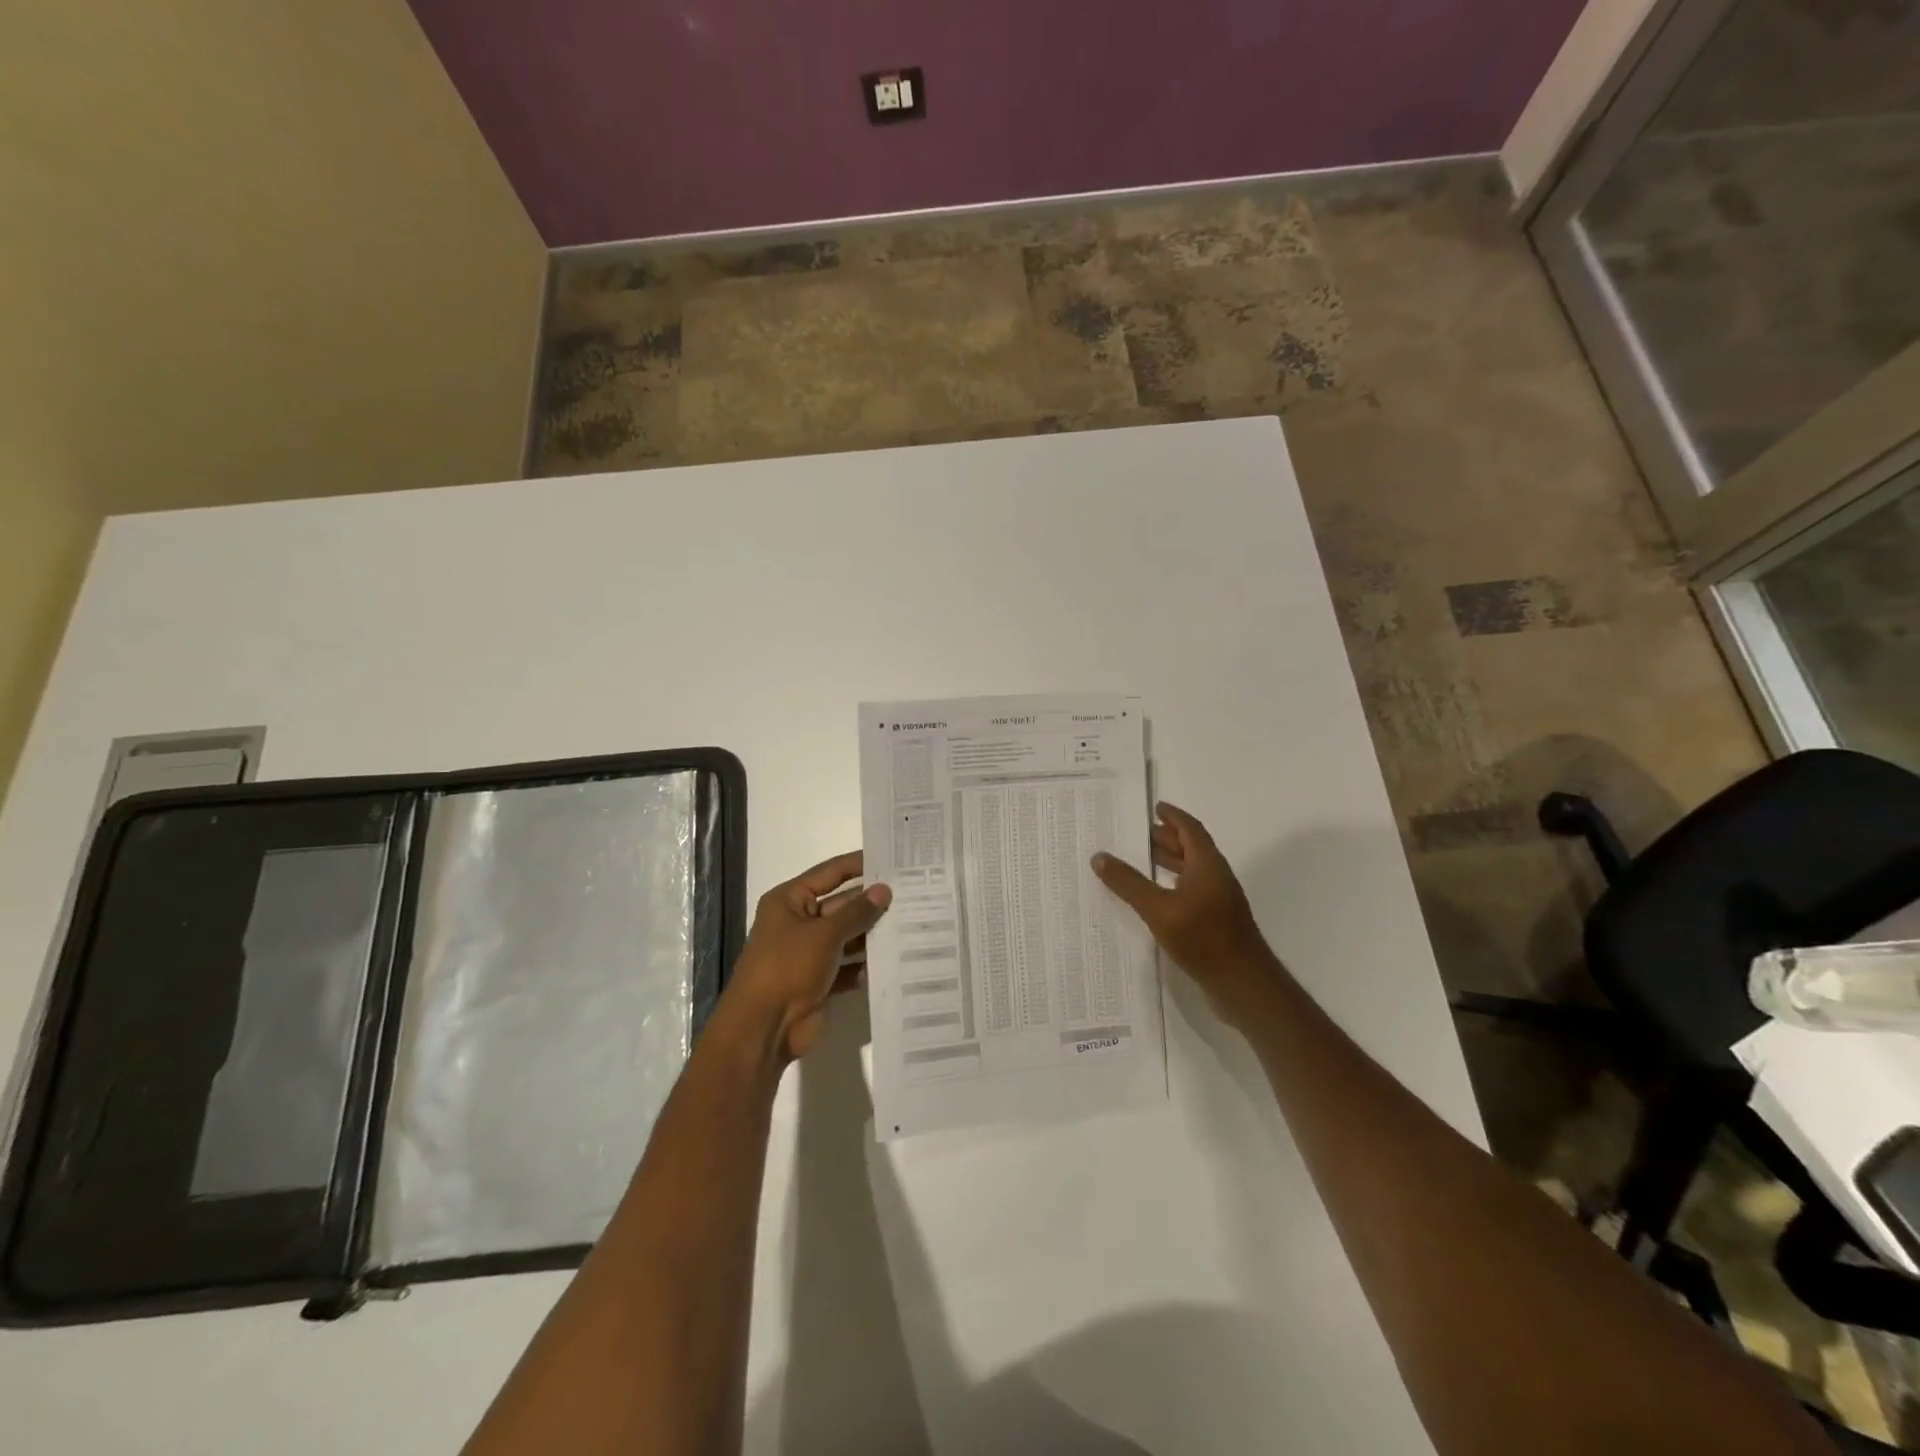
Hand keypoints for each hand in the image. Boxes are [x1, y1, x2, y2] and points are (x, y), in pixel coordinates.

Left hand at [723, 851, 891, 1062]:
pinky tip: (897, 959)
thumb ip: (857, 912)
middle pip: (841, 905)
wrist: (764, 1028)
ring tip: (913, 922)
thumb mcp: (824, 933)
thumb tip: (884, 890)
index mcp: (789, 901)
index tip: (891, 858)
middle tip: (912, 893)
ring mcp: (809, 953)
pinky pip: (849, 965)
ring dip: (873, 933)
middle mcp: (799, 922)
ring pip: (848, 936)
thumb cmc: (787, 967)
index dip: (859, 864)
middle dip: (872, 902)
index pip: (830, 873)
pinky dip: (867, 964)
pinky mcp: (820, 981)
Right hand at [1092, 802, 1280, 1020]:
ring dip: (1168, 862)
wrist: (1243, 985)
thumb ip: (1129, 883)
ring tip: (1139, 861)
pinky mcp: (1215, 922)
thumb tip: (1100, 856)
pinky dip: (1170, 885)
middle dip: (1166, 838)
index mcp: (1208, 865)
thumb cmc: (1204, 939)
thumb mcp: (1159, 909)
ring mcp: (1218, 901)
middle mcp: (1215, 877)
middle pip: (1191, 848)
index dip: (1173, 816)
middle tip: (1136, 833)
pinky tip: (1153, 898)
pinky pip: (1189, 892)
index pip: (1190, 829)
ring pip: (1190, 871)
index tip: (1154, 807)